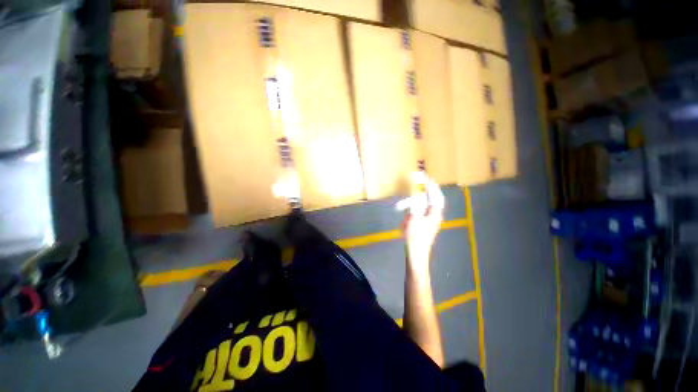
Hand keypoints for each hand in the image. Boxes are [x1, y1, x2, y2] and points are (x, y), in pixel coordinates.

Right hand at [398, 174, 444, 270]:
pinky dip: (415, 209)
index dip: (430, 184)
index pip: (435, 194)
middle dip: (425, 190)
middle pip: (432, 198)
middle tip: (419, 182)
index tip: (424, 176)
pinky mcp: (426, 225)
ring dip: (417, 202)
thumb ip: (416, 204)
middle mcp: (435, 215)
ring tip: (406, 203)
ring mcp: (431, 220)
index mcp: (435, 213)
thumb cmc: (415, 236)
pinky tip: (407, 213)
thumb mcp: (414, 218)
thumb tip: (417, 193)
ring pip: (426, 205)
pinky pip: (421, 212)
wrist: (416, 254)